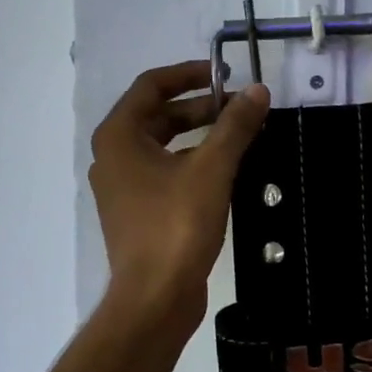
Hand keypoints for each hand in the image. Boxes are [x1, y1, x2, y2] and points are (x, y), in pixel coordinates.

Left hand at [89, 61, 270, 322]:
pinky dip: (192, 162)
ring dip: (199, 135)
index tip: (226, 76)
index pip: (151, 86)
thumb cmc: (176, 226)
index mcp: (119, 136)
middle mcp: (113, 156)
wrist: (154, 298)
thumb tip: (258, 91)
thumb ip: (234, 126)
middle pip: (157, 115)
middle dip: (200, 107)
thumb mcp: (211, 169)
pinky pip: (165, 172)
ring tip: (239, 135)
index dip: (189, 74)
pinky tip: (225, 170)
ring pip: (163, 145)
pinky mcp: (137, 212)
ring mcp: (122, 187)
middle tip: (240, 108)